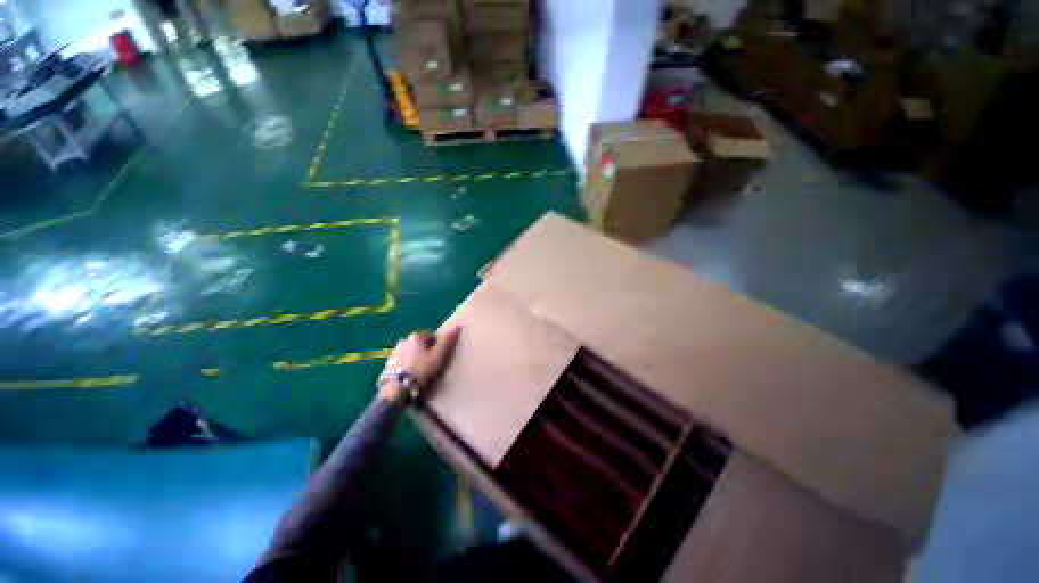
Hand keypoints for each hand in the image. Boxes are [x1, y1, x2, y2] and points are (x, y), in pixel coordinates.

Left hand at [379, 324, 461, 404]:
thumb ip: (447, 340)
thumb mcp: (439, 354)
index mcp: (416, 336)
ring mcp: (394, 353)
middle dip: (425, 351)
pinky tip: (410, 375)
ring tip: (420, 371)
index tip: (440, 356)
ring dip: (415, 358)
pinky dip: (406, 366)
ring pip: (409, 353)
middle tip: (431, 364)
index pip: (431, 336)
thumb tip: (457, 326)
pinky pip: (401, 362)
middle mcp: (403, 341)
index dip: (438, 345)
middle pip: (419, 344)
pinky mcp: (388, 365)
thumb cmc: (422, 368)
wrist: (399, 387)